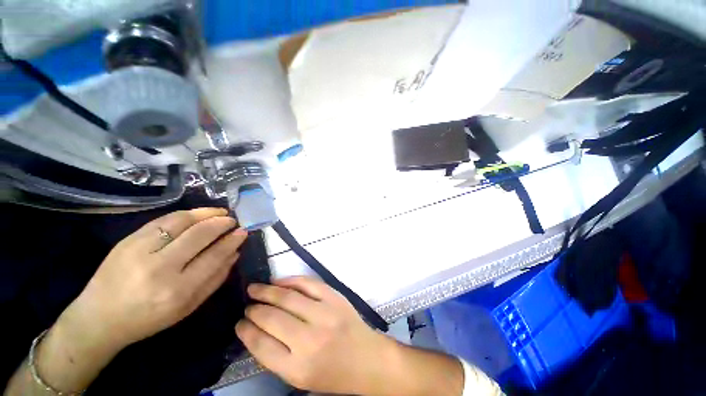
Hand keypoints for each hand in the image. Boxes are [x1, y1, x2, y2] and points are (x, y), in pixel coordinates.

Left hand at [61, 208, 247, 350]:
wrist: (99, 318)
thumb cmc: (149, 318)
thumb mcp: (188, 307)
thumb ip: (215, 279)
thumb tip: (234, 253)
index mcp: (177, 291)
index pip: (213, 256)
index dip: (231, 241)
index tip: (243, 232)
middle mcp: (159, 268)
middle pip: (199, 235)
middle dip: (222, 223)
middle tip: (233, 220)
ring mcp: (140, 251)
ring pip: (181, 222)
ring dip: (205, 213)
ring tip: (219, 212)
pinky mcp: (127, 240)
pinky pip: (163, 220)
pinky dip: (185, 214)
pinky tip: (197, 214)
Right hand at [235, 277, 395, 394]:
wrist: (366, 359)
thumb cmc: (332, 373)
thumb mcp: (299, 377)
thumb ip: (276, 357)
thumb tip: (255, 331)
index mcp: (298, 368)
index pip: (261, 345)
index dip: (246, 331)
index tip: (240, 323)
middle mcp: (310, 340)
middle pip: (272, 318)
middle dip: (255, 309)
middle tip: (248, 305)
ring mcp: (325, 314)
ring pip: (288, 297)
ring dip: (268, 291)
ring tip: (255, 289)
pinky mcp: (335, 298)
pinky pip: (309, 284)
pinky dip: (291, 280)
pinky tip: (279, 281)